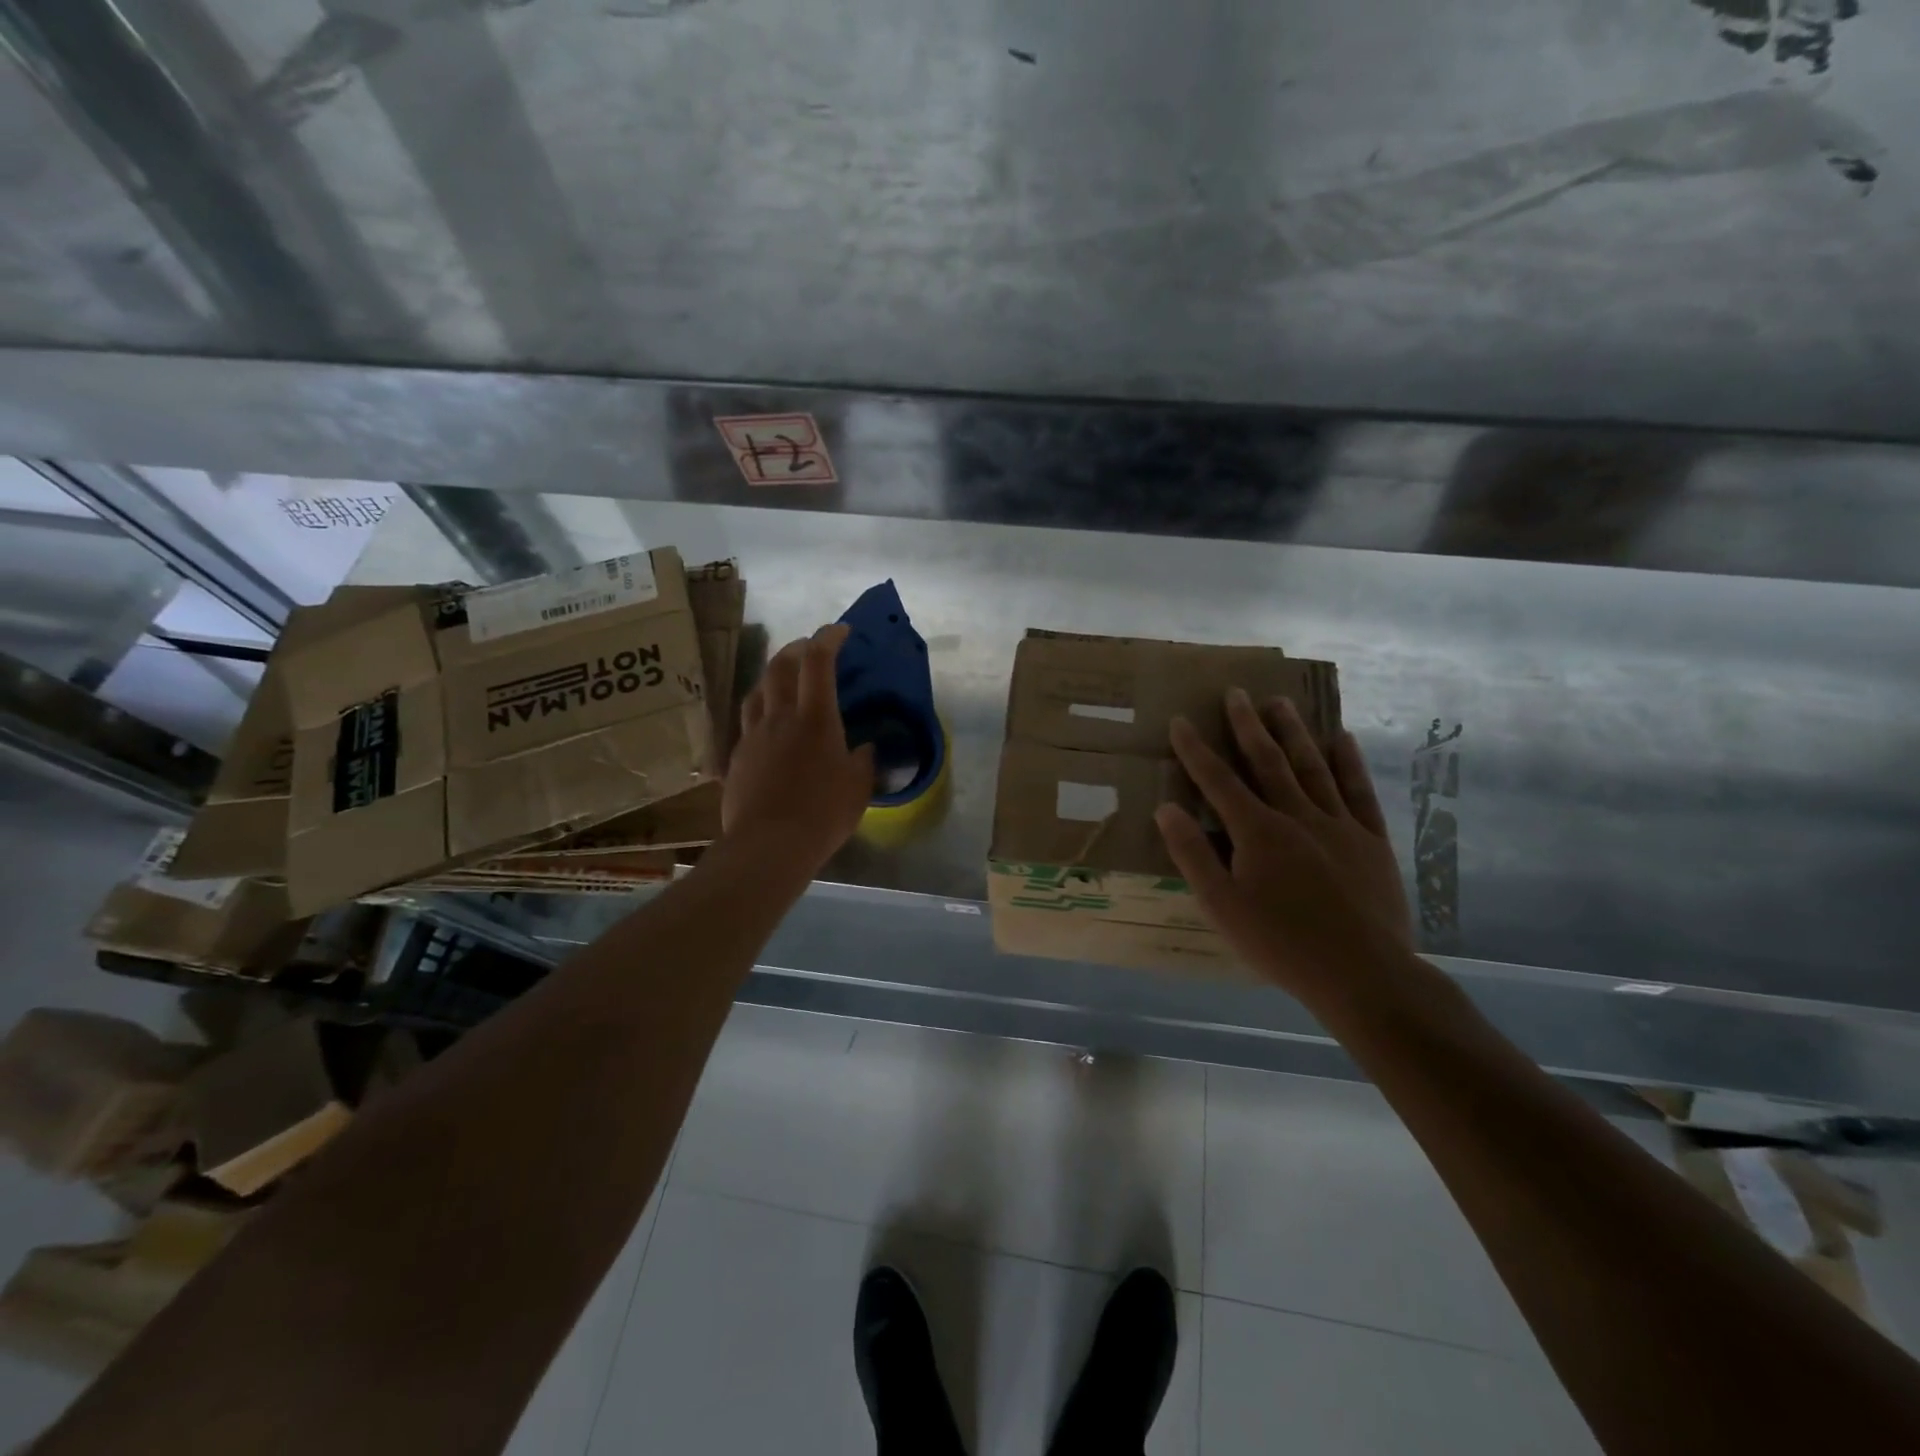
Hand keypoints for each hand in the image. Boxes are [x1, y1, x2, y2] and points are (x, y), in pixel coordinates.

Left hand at [722, 624, 875, 874]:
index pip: (818, 662)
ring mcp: (753, 736)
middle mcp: (779, 717)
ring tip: (784, 679)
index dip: (828, 638)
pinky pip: (748, 721)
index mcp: (815, 719)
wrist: (768, 846)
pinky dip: (761, 709)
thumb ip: (863, 761)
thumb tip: (863, 747)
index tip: (840, 630)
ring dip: (772, 675)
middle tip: (810, 648)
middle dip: (797, 648)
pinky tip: (768, 724)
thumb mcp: (858, 787)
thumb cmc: (822, 814)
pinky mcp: (737, 757)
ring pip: (757, 690)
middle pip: (780, 666)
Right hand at [1155, 689, 1411, 1004]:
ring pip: (1312, 767)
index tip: (1181, 720)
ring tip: (1279, 703)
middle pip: (1267, 762)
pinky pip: (1358, 791)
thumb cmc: (1281, 944)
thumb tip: (1166, 808)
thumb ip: (1193, 854)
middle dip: (1247, 725)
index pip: (1218, 781)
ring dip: (1293, 732)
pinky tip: (1342, 739)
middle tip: (1236, 692)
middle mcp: (1297, 816)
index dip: (1196, 750)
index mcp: (1258, 832)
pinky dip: (1348, 763)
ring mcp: (1340, 825)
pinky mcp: (1372, 840)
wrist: (1365, 975)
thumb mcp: (1222, 906)